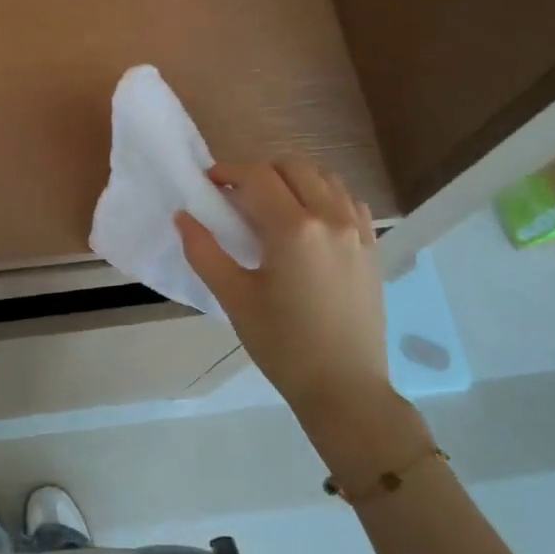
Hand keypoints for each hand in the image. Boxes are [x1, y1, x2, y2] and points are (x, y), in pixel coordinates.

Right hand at [176, 156, 398, 433]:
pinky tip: (308, 221)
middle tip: (236, 195)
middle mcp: (330, 218)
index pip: (258, 176)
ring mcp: (358, 231)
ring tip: (271, 205)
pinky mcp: (372, 248)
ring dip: (293, 179)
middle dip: (260, 171)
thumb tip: (182, 217)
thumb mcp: (234, 298)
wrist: (343, 387)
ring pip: (325, 178)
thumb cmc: (282, 344)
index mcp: (293, 229)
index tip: (209, 183)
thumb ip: (204, 251)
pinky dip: (324, 196)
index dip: (229, 171)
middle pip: (293, 166)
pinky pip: (349, 202)